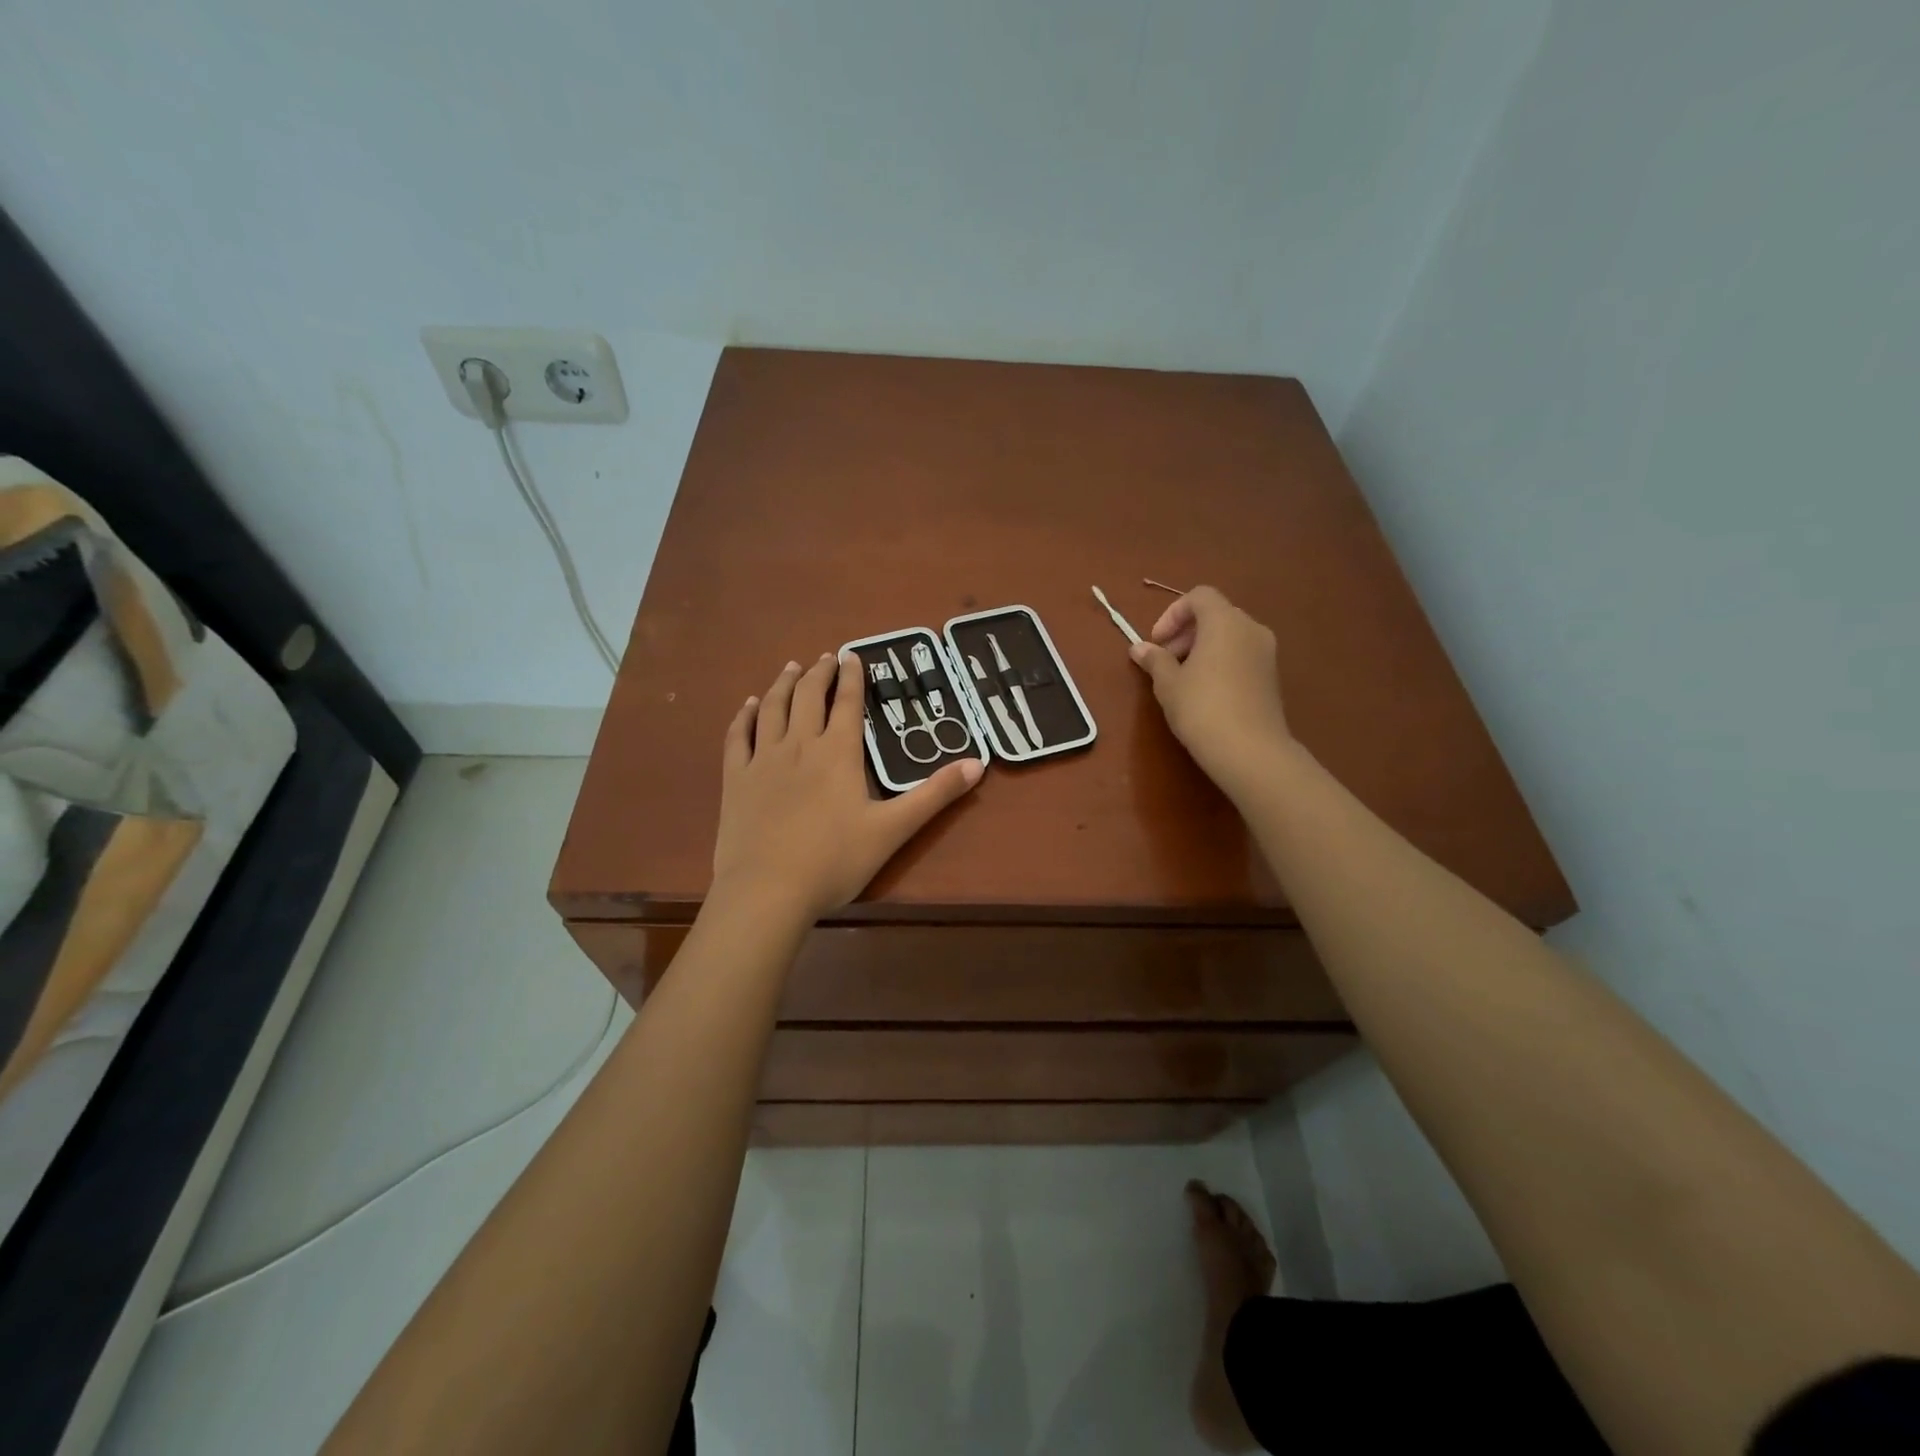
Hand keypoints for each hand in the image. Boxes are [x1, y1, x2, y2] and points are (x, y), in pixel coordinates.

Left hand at [711, 652, 982, 920]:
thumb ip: (934, 795)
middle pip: (808, 696)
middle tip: (826, 658)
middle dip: (819, 673)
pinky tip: (749, 706)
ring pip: (772, 709)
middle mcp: (799, 745)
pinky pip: (738, 737)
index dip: (852, 677)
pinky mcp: (736, 780)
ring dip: (783, 684)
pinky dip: (745, 716)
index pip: (847, 703)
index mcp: (838, 753)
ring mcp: (763, 760)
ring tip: (791, 668)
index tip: (853, 655)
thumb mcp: (893, 829)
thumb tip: (978, 763)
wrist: (767, 891)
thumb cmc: (834, 861)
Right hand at [1129, 586, 1293, 797]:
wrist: (1250, 751)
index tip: (1157, 641)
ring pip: (1230, 636)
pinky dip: (1220, 661)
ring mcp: (1266, 653)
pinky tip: (1205, 692)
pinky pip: (1241, 655)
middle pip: (1215, 614)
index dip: (1173, 613)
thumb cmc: (1202, 708)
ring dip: (1202, 647)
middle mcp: (1251, 629)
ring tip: (1182, 678)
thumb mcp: (1168, 684)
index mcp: (1225, 622)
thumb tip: (1139, 648)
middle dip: (1186, 632)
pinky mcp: (1271, 676)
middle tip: (1165, 660)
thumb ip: (1155, 660)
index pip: (1199, 596)